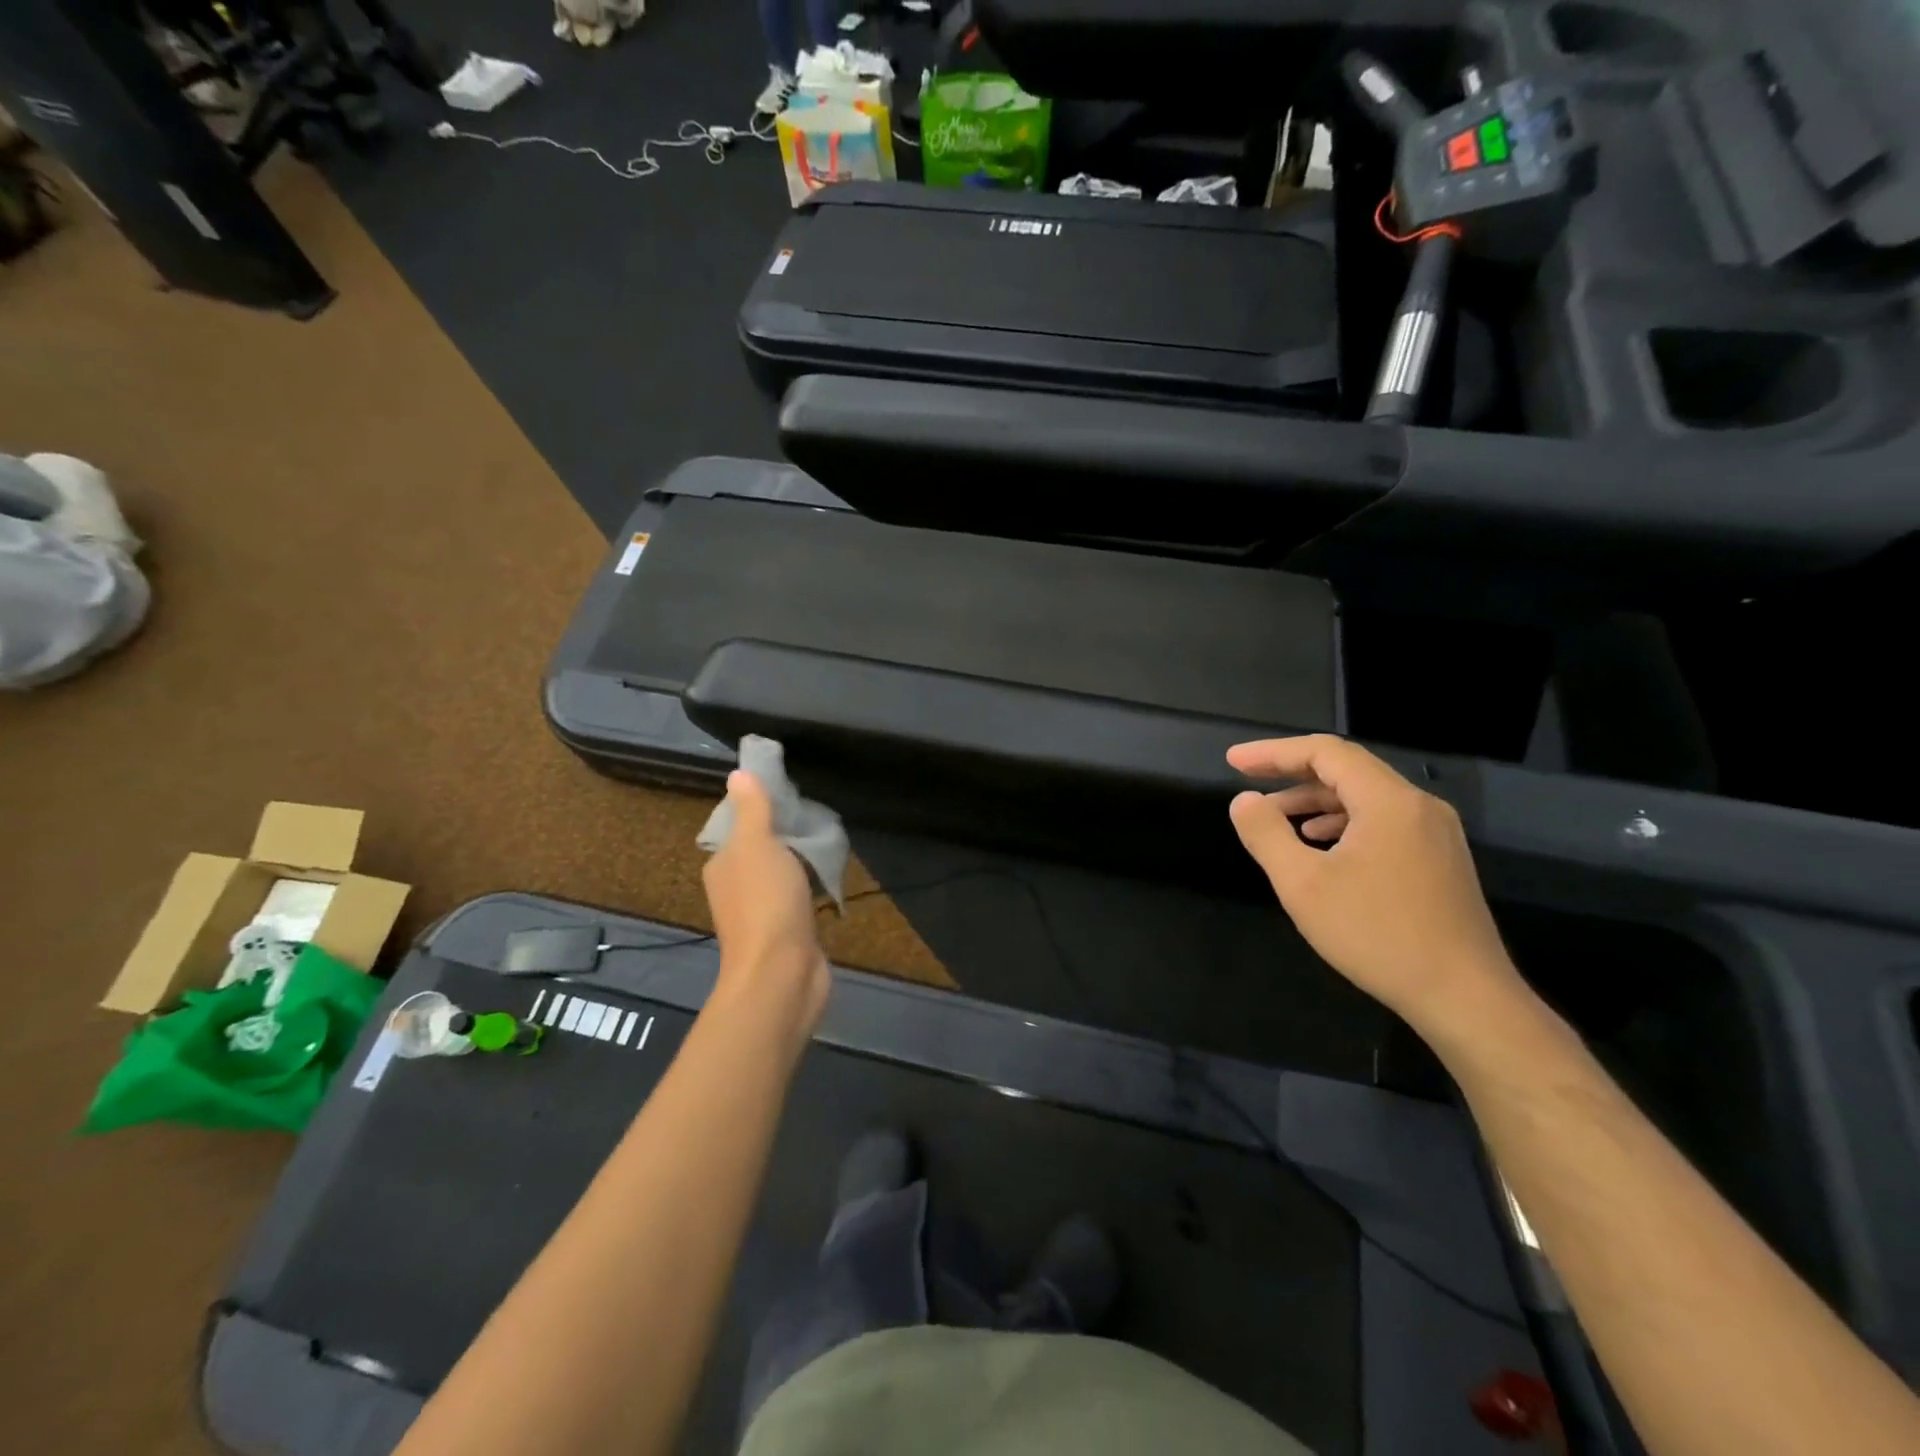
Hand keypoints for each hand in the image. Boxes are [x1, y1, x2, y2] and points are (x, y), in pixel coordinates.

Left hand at [702, 770, 830, 1036]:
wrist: (782, 974)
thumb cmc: (766, 903)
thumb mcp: (757, 845)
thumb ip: (752, 810)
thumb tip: (737, 774)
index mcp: (723, 865)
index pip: (738, 826)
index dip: (761, 808)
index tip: (791, 795)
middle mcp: (735, 887)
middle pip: (761, 849)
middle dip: (785, 833)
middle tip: (817, 816)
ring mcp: (761, 913)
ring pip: (781, 874)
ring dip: (800, 860)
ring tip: (828, 841)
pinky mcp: (786, 932)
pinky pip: (798, 898)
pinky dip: (811, 886)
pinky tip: (830, 879)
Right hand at [1227, 735, 1525, 1039]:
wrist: (1465, 998)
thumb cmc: (1377, 935)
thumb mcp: (1303, 884)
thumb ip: (1266, 834)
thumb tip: (1244, 800)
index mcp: (1388, 801)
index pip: (1325, 752)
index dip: (1274, 752)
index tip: (1234, 761)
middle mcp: (1418, 806)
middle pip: (1348, 769)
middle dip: (1293, 773)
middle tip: (1248, 781)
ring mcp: (1436, 833)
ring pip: (1366, 797)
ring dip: (1317, 800)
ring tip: (1277, 817)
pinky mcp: (1441, 860)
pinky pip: (1384, 821)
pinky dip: (1344, 822)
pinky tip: (1321, 846)